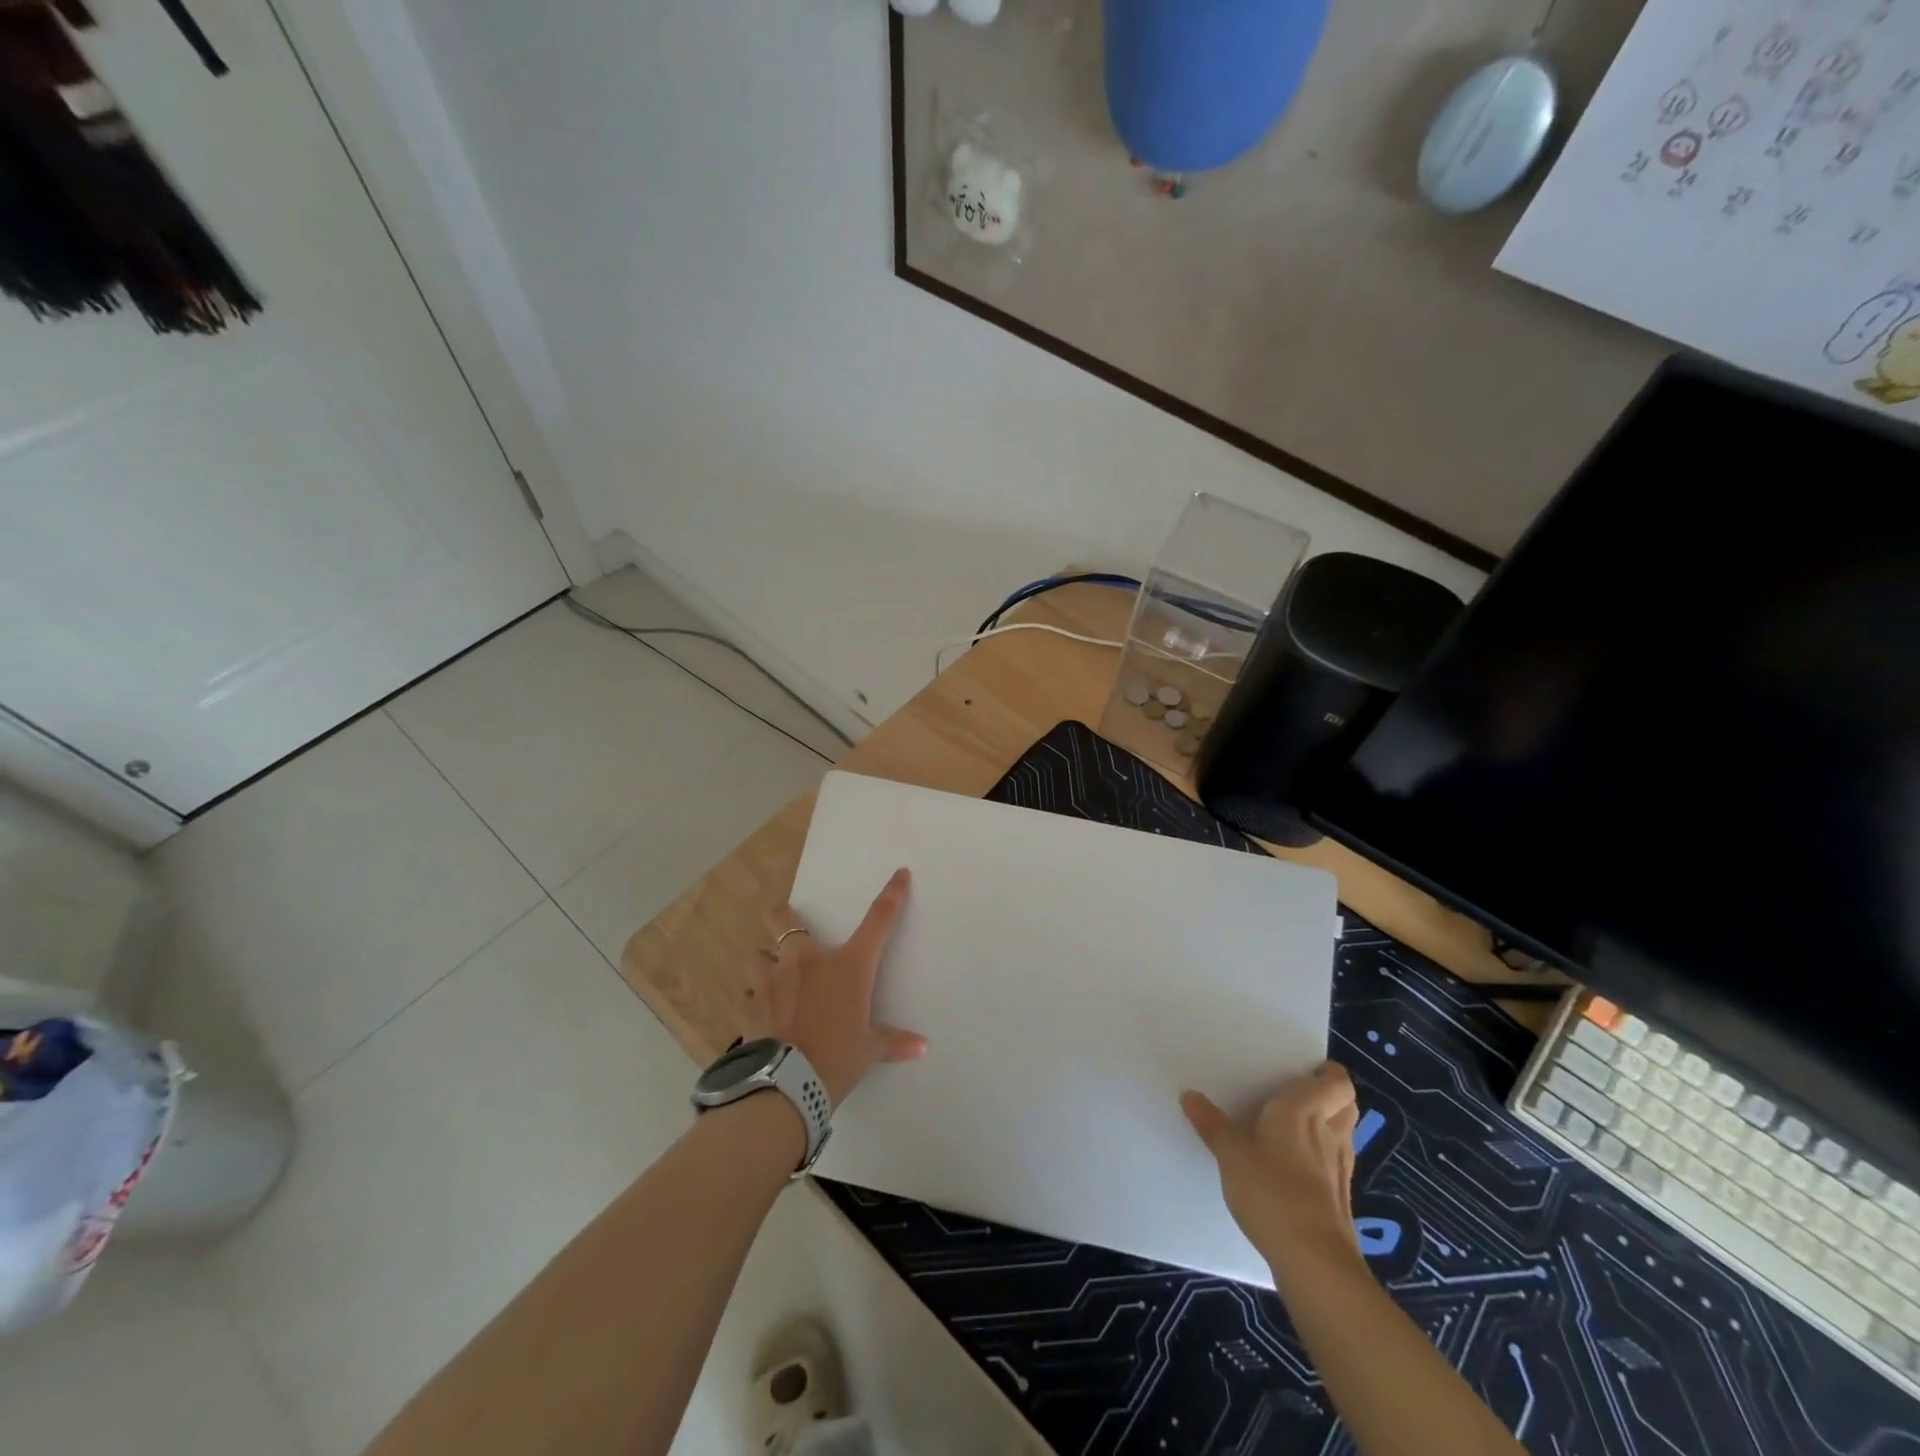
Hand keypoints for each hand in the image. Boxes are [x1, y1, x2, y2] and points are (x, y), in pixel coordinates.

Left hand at [739, 867, 928, 1106]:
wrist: (788, 1085)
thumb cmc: (837, 1059)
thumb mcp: (869, 1051)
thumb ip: (892, 1042)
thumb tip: (923, 1047)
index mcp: (847, 966)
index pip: (878, 921)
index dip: (892, 895)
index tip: (900, 874)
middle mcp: (807, 962)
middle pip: (783, 920)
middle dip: (780, 915)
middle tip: (781, 919)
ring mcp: (772, 980)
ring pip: (756, 955)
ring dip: (762, 964)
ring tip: (768, 978)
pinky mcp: (747, 1005)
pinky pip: (743, 993)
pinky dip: (749, 998)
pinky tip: (756, 1010)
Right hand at [1181, 1062, 1363, 1285]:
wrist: (1313, 1261)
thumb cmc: (1271, 1192)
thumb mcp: (1231, 1154)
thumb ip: (1212, 1124)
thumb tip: (1190, 1096)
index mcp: (1303, 1110)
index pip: (1337, 1082)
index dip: (1329, 1073)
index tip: (1306, 1070)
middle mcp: (1328, 1133)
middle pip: (1347, 1104)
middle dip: (1331, 1095)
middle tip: (1300, 1093)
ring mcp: (1339, 1168)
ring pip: (1345, 1133)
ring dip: (1330, 1124)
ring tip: (1297, 1126)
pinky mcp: (1340, 1198)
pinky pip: (1337, 1162)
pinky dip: (1325, 1155)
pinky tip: (1298, 1167)